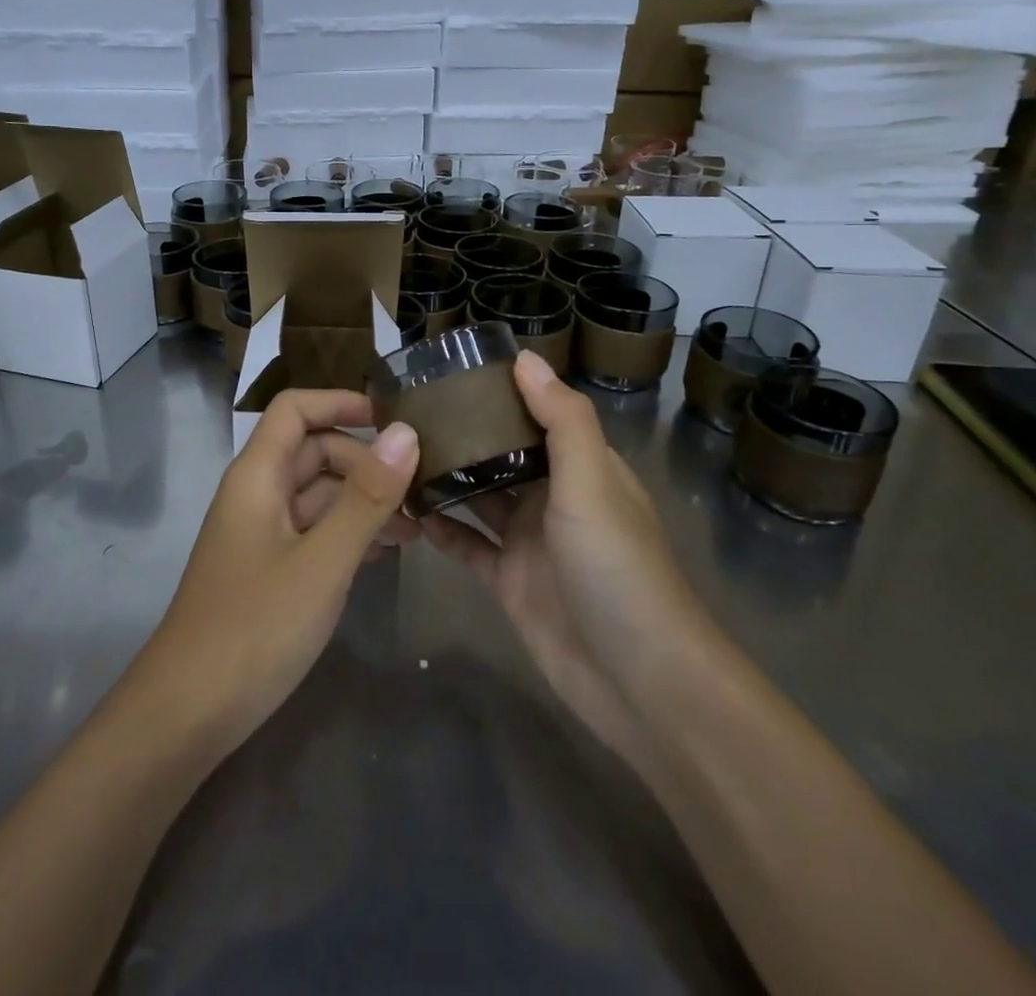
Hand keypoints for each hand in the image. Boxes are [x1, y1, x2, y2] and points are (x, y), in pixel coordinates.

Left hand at [132, 390, 419, 759]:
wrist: (188, 713)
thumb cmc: (254, 627)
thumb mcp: (322, 561)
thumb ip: (366, 496)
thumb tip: (406, 431)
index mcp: (258, 475)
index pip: (296, 409)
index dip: (341, 403)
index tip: (395, 420)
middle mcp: (258, 494)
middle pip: (314, 451)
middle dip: (366, 462)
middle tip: (420, 489)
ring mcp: (262, 534)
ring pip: (318, 495)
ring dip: (363, 501)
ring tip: (416, 528)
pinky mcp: (269, 569)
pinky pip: (314, 532)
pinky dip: (349, 533)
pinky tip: (385, 553)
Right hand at [421, 351, 701, 756]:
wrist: (637, 679)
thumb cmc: (616, 566)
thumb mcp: (591, 481)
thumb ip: (561, 418)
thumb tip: (525, 357)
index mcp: (581, 468)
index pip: (539, 415)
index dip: (502, 392)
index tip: (452, 370)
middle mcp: (555, 498)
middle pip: (503, 454)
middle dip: (465, 433)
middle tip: (408, 409)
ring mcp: (529, 541)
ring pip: (481, 498)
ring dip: (447, 477)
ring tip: (399, 452)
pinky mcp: (509, 581)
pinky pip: (468, 546)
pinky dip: (442, 529)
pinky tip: (407, 510)